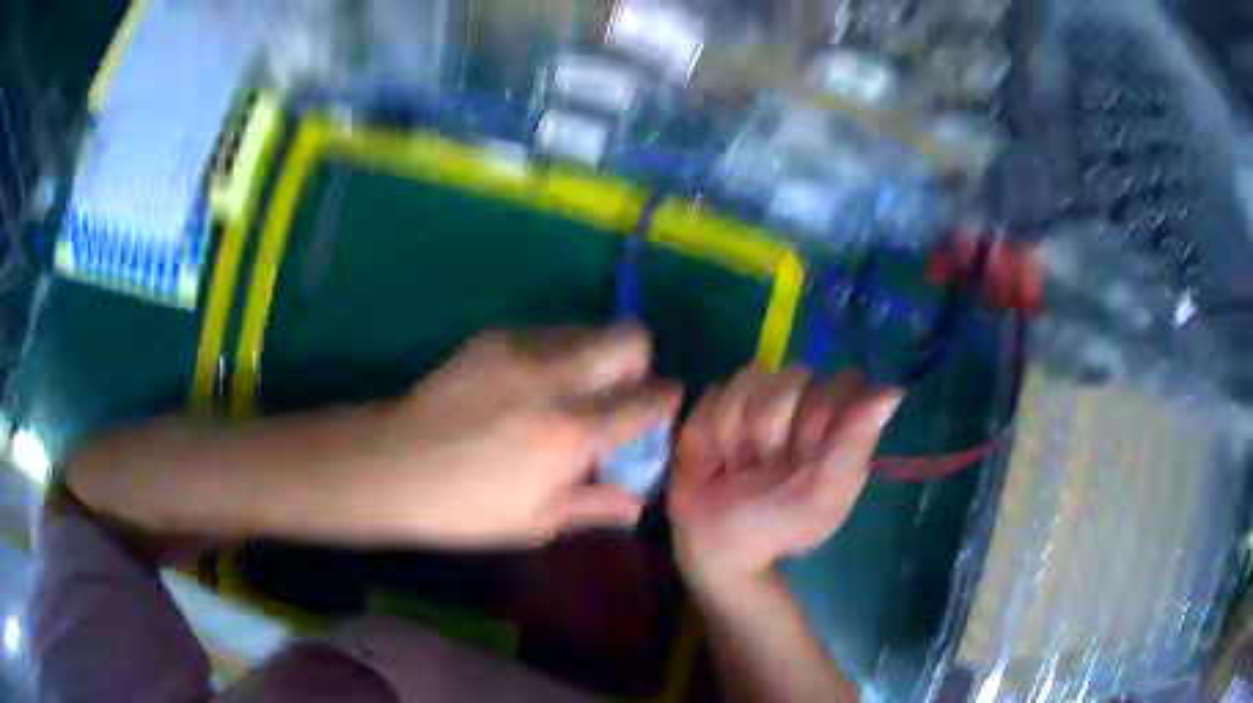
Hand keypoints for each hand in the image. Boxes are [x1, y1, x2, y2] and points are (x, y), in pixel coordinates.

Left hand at [368, 325, 680, 546]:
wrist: (393, 465)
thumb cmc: (466, 508)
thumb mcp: (536, 522)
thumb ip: (594, 506)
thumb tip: (638, 503)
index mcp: (572, 434)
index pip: (645, 401)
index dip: (665, 399)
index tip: (663, 403)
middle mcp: (556, 380)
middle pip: (628, 338)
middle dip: (638, 360)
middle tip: (618, 391)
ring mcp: (522, 351)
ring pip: (587, 330)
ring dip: (593, 356)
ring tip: (568, 389)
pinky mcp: (493, 338)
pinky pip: (546, 333)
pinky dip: (555, 353)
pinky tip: (526, 384)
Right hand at [668, 366, 900, 584]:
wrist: (710, 546)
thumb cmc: (775, 526)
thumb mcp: (822, 496)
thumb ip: (854, 443)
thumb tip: (893, 391)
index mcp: (840, 428)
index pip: (844, 381)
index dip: (821, 412)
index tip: (806, 450)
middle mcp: (806, 407)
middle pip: (794, 374)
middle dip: (771, 425)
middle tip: (763, 466)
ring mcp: (761, 401)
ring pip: (751, 378)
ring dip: (735, 430)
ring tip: (735, 466)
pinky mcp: (720, 405)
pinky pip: (714, 392)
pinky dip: (707, 429)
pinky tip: (711, 457)